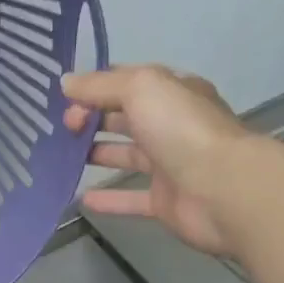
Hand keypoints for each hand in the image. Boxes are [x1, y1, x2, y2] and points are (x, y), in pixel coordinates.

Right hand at [61, 65, 250, 256]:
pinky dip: (108, 198)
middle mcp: (172, 125)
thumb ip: (100, 85)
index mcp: (172, 93)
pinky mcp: (165, 201)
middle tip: (60, 128)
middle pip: (125, 117)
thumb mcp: (140, 88)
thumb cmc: (181, 129)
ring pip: (127, 155)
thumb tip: (65, 82)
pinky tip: (80, 199)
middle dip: (92, 118)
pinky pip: (131, 198)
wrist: (223, 188)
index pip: (127, 82)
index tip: (63, 98)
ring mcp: (170, 164)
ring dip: (96, 154)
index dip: (95, 87)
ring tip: (61, 157)